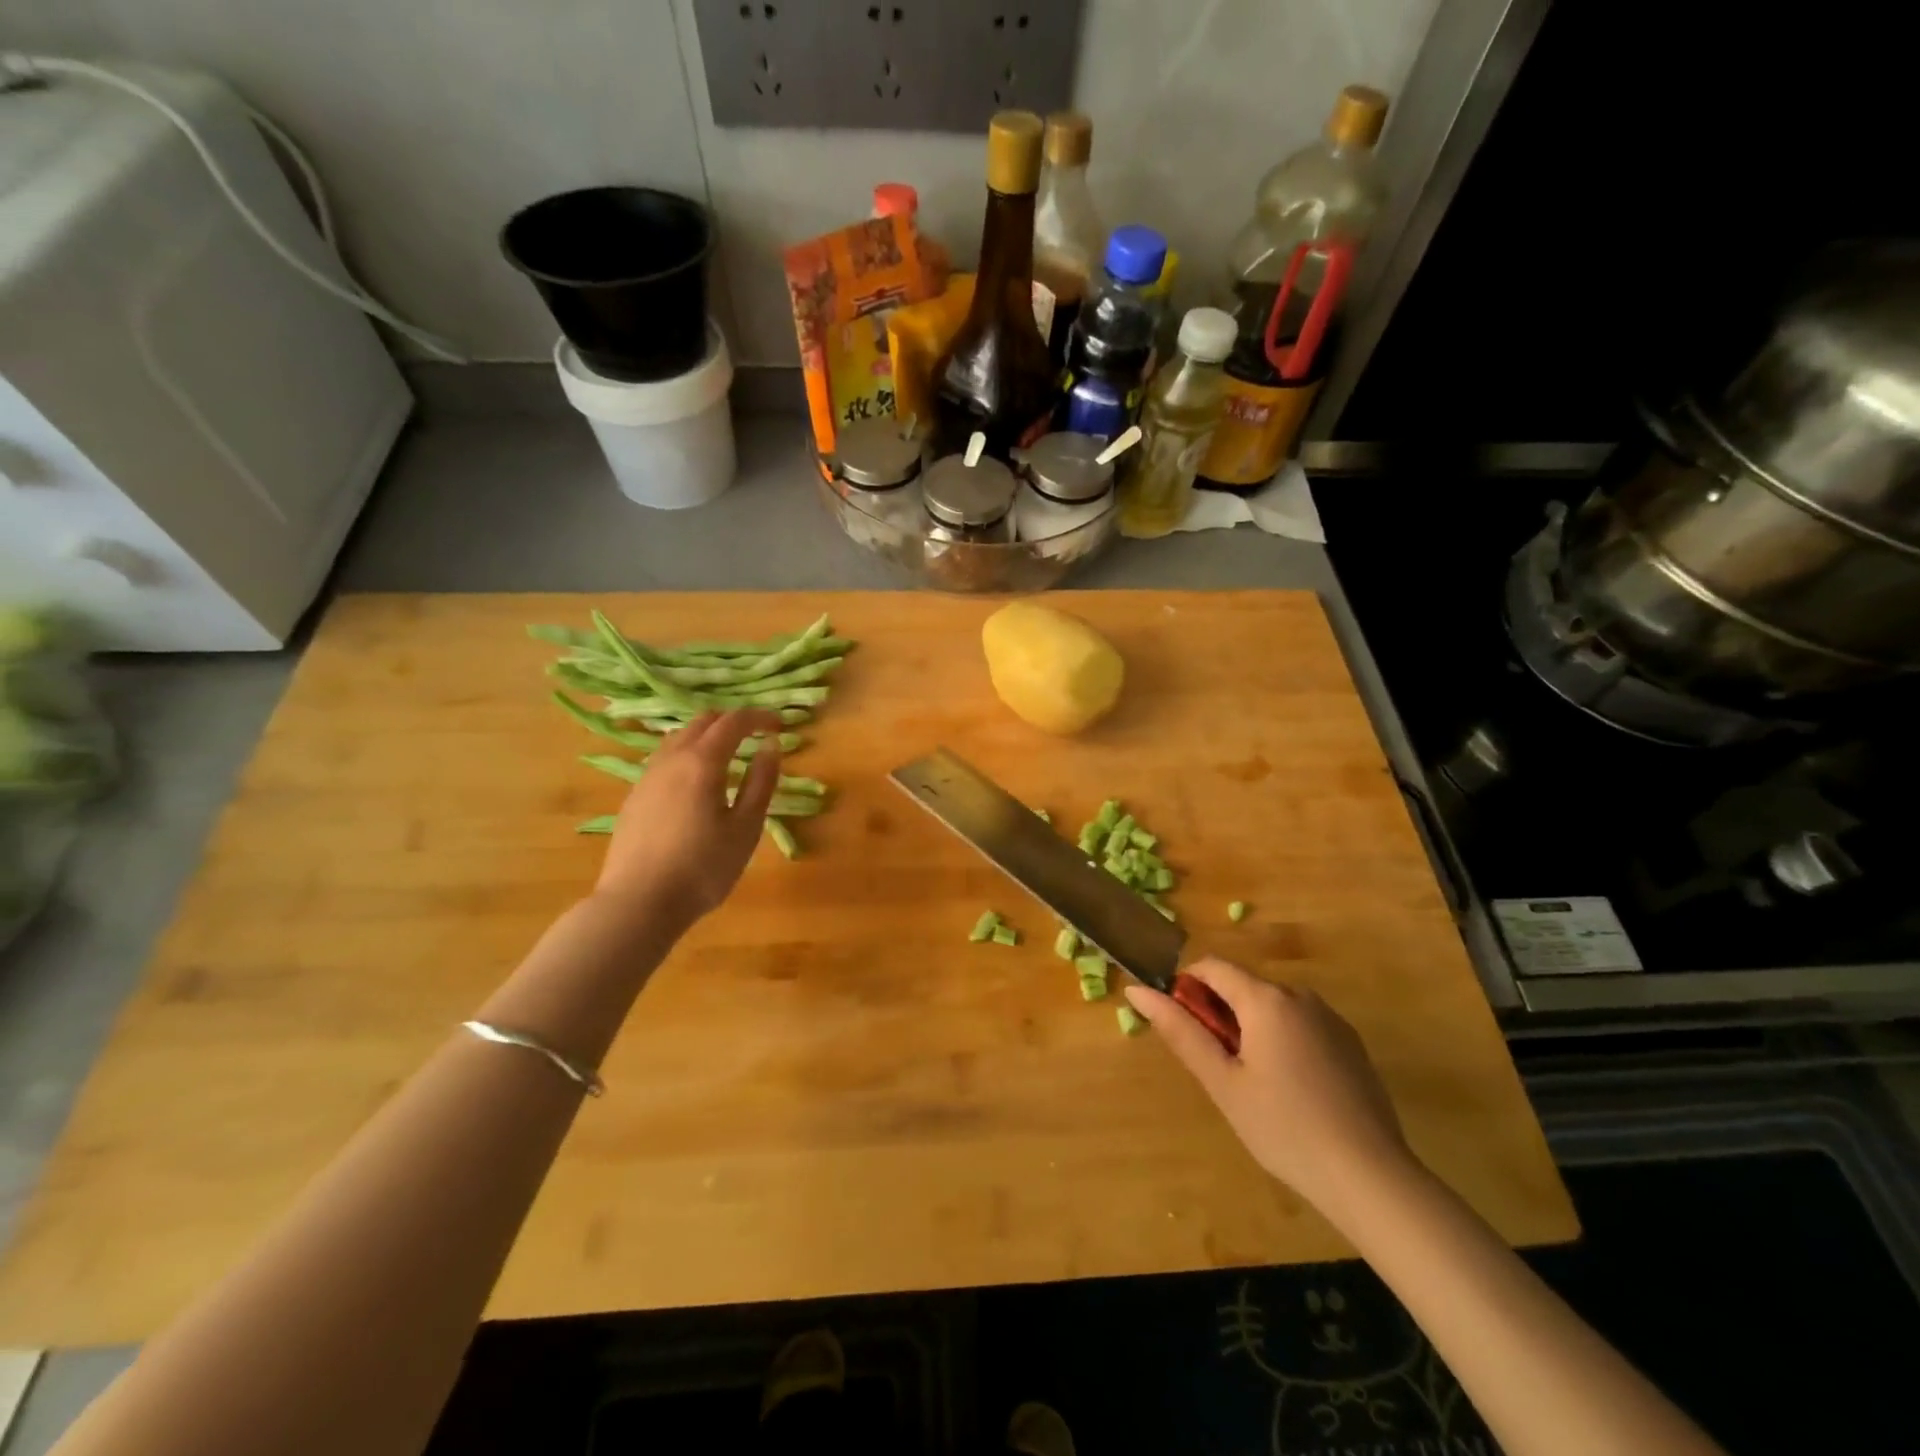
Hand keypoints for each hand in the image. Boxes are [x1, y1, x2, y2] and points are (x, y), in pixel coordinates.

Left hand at [592, 710, 780, 923]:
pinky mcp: (634, 797)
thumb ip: (761, 783)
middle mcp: (671, 759)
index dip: (758, 717)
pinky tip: (695, 784)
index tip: (778, 725)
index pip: (733, 722)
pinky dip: (686, 755)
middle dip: (731, 721)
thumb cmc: (703, 868)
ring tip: (726, 757)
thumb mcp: (746, 828)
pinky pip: (663, 759)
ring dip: (706, 736)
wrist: (638, 903)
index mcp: (702, 762)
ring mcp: (647, 777)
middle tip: (755, 737)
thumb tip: (770, 747)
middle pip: (702, 722)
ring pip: (678, 738)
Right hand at [1125, 958, 1414, 1223]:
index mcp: (1265, 999)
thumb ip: (1180, 1031)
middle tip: (1219, 1069)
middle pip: (1243, 986)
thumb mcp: (1222, 1082)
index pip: (1212, 967)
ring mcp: (1330, 1018)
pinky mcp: (1350, 1043)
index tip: (1183, 1028)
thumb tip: (1138, 991)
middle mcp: (1300, 995)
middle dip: (1220, 1014)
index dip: (1187, 987)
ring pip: (1272, 1007)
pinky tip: (1292, 1091)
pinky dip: (1282, 1042)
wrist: (1371, 1177)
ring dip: (1251, 1029)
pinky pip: (1301, 1025)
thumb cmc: (1284, 1128)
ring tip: (1256, 1086)